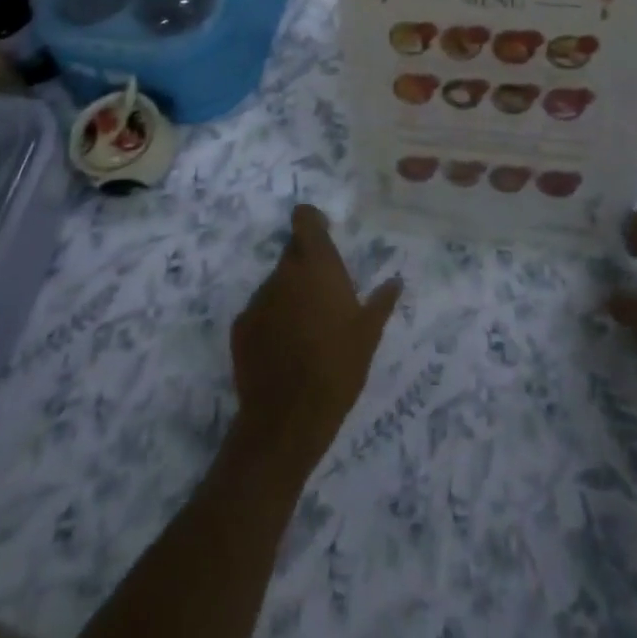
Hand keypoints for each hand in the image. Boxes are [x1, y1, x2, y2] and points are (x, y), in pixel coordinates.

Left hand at [230, 205, 401, 471]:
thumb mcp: (369, 335)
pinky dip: (271, 320)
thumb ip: (381, 302)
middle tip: (323, 293)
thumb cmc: (338, 367)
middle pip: (292, 252)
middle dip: (306, 265)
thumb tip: (395, 281)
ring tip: (305, 328)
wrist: (288, 419)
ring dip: (289, 294)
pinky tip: (284, 348)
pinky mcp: (241, 326)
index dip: (312, 221)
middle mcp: (284, 272)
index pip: (304, 219)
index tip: (324, 235)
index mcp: (317, 265)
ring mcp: (259, 298)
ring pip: (276, 283)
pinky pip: (260, 311)